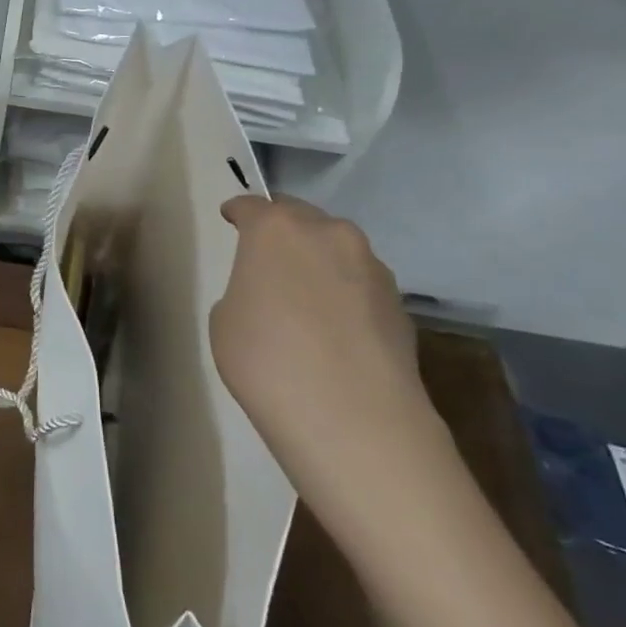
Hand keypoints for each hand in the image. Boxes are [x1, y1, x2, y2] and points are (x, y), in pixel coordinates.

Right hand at [209, 196, 446, 536]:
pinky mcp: (400, 304)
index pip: (252, 206)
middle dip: (283, 232)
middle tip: (266, 259)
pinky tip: (333, 330)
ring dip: (318, 263)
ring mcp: (372, 267)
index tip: (230, 218)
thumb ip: (245, 289)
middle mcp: (329, 234)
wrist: (353, 420)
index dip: (238, 212)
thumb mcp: (225, 319)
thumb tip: (271, 295)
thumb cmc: (266, 360)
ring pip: (336, 251)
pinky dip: (344, 295)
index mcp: (276, 229)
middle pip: (301, 219)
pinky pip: (360, 285)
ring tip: (303, 299)